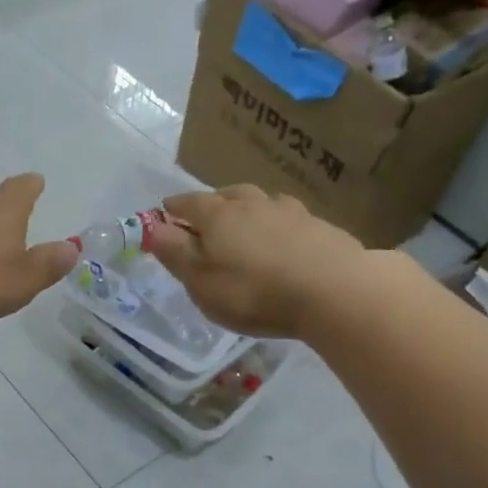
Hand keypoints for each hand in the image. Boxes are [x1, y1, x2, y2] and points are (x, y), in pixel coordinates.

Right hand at [147, 184, 366, 337]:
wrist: (334, 290)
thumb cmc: (255, 293)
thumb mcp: (203, 283)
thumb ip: (177, 254)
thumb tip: (153, 228)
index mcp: (218, 216)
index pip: (188, 203)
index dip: (173, 208)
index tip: (165, 212)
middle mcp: (252, 204)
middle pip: (226, 194)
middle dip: (211, 203)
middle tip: (204, 216)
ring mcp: (288, 211)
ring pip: (260, 201)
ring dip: (246, 208)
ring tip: (244, 222)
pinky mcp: (317, 225)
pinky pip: (287, 216)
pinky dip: (276, 222)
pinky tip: (281, 237)